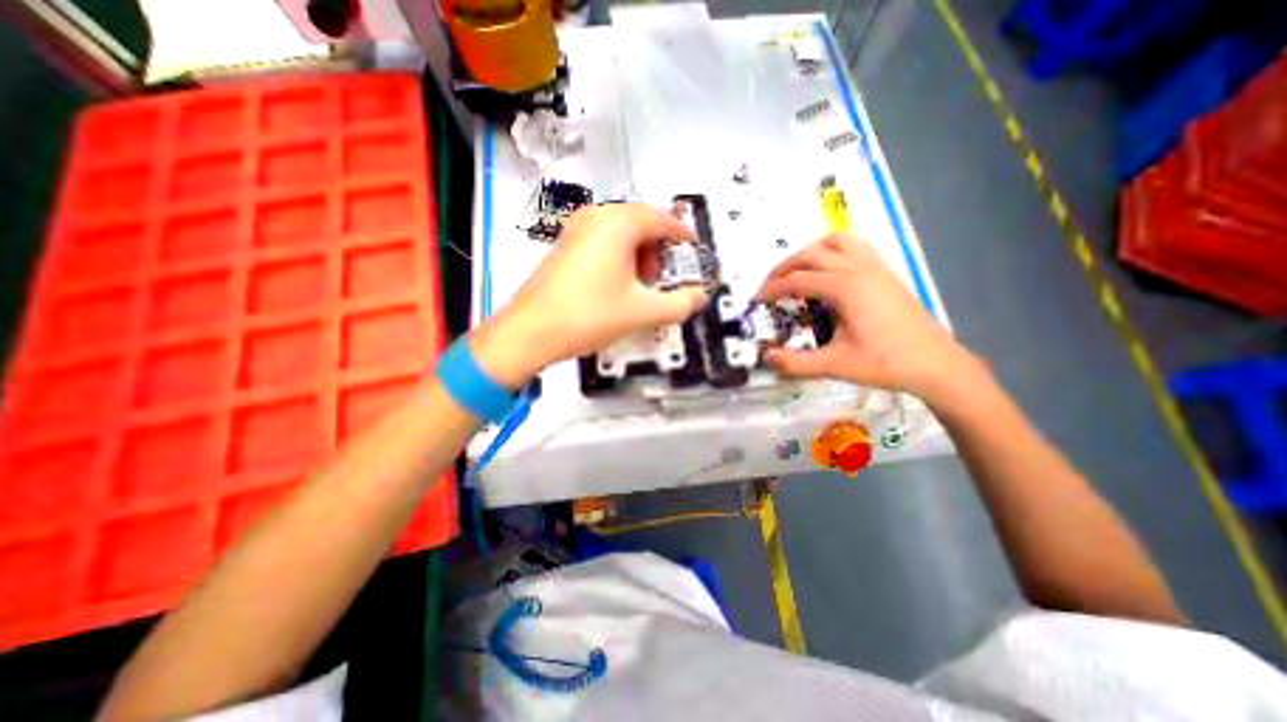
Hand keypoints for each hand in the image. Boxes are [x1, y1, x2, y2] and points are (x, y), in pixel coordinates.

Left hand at [471, 204, 702, 385]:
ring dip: (638, 252)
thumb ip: (679, 304)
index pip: (661, 218)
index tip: (692, 248)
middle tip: (660, 277)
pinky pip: (601, 239)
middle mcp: (595, 217)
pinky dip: (618, 255)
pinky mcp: (564, 245)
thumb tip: (700, 296)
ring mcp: (575, 229)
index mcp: (617, 224)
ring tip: (638, 284)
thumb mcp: (642, 312)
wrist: (531, 332)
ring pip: (620, 231)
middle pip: (640, 222)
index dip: (681, 233)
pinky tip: (616, 283)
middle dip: (657, 247)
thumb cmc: (589, 316)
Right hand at [757, 235, 987, 406]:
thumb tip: (766, 358)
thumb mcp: (835, 366)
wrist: (936, 365)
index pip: (796, 280)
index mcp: (845, 288)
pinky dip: (833, 252)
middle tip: (770, 287)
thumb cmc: (885, 363)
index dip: (771, 289)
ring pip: (836, 242)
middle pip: (811, 254)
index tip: (756, 301)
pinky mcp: (886, 274)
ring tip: (797, 273)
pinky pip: (855, 248)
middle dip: (784, 268)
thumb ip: (796, 363)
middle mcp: (858, 269)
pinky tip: (830, 274)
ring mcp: (876, 268)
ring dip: (810, 253)